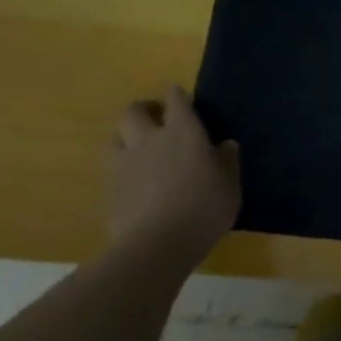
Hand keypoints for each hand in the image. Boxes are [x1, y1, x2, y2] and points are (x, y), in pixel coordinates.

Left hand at [108, 87, 240, 259]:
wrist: (158, 245)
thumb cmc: (204, 210)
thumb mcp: (230, 186)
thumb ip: (227, 162)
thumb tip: (226, 145)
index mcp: (184, 132)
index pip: (176, 99)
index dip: (177, 96)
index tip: (182, 98)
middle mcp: (150, 139)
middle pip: (134, 111)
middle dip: (144, 109)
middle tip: (156, 119)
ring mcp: (125, 163)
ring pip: (116, 136)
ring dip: (126, 136)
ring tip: (139, 148)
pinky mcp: (110, 188)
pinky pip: (112, 167)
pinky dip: (122, 167)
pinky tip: (133, 181)